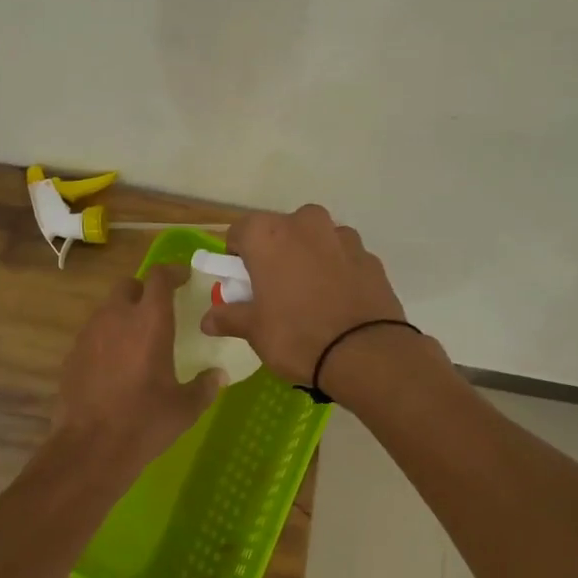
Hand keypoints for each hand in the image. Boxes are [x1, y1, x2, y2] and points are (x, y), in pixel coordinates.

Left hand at [54, 264, 224, 473]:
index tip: (184, 278)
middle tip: (159, 310)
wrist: (90, 447)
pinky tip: (115, 365)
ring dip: (123, 315)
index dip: (173, 272)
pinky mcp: (72, 355)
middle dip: (144, 291)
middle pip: (128, 286)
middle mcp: (116, 318)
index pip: (159, 277)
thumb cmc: (145, 422)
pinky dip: (106, 339)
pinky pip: (92, 335)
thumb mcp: (185, 408)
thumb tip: (218, 375)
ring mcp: (89, 335)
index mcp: (149, 322)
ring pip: (107, 309)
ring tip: (137, 340)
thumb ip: (205, 386)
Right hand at [202, 206, 413, 386]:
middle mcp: (305, 224)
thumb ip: (229, 317)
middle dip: (274, 254)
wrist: (365, 353)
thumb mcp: (254, 330)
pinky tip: (335, 303)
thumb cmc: (296, 335)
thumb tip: (207, 320)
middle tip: (273, 291)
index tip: (241, 283)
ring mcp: (343, 237)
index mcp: (268, 234)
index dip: (236, 256)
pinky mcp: (370, 257)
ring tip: (309, 298)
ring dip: (307, 259)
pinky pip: (342, 258)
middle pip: (280, 231)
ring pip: (315, 241)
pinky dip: (336, 272)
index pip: (239, 231)